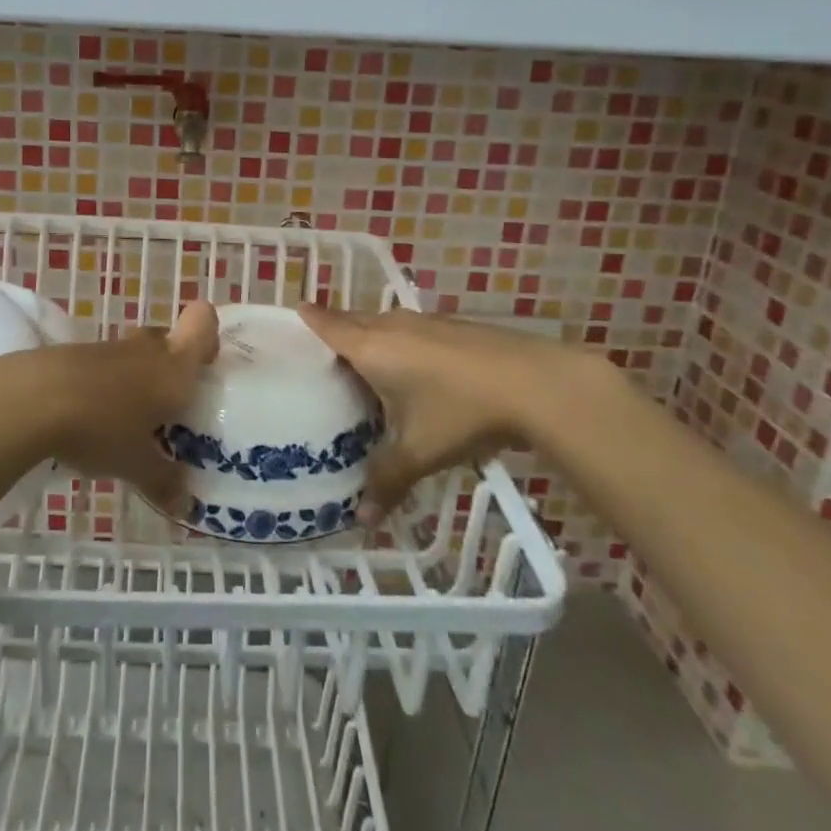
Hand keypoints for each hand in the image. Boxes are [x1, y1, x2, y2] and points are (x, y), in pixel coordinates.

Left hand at [0, 300, 219, 514]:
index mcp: (174, 366)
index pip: (203, 322)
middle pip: (167, 339)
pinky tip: (90, 420)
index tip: (205, 366)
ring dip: (134, 379)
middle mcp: (145, 349)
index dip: (208, 336)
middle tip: (169, 407)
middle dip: (170, 368)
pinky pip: (101, 366)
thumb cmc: (102, 427)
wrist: (30, 400)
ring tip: (128, 422)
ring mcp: (106, 348)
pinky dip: (101, 386)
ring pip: (132, 354)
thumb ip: (164, 481)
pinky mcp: (72, 355)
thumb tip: (186, 507)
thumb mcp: (136, 465)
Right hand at [298, 304, 604, 525]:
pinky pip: (411, 330)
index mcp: (371, 348)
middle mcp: (393, 326)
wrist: (534, 383)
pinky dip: (400, 342)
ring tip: (363, 363)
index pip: (328, 325)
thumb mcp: (418, 452)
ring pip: (384, 324)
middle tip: (322, 353)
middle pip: (353, 320)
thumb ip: (386, 481)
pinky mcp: (453, 327)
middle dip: (337, 329)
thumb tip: (362, 520)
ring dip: (371, 336)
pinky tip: (414, 369)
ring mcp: (426, 322)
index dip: (310, 319)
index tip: (295, 311)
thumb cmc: (460, 411)